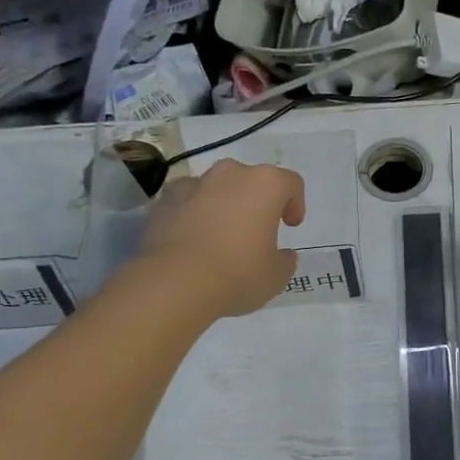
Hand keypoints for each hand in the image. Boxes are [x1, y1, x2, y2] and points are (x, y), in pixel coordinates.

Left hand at [135, 159, 305, 317]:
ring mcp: (193, 184)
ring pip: (216, 188)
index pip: (290, 183)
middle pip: (250, 180)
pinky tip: (192, 241)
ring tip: (220, 236)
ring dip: (223, 205)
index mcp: (264, 185)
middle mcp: (229, 174)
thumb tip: (281, 255)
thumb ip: (283, 259)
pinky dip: (192, 215)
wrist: (174, 284)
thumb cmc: (237, 274)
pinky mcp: (163, 201)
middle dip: (255, 200)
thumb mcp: (276, 275)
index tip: (290, 226)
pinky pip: (187, 202)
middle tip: (256, 229)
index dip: (295, 203)